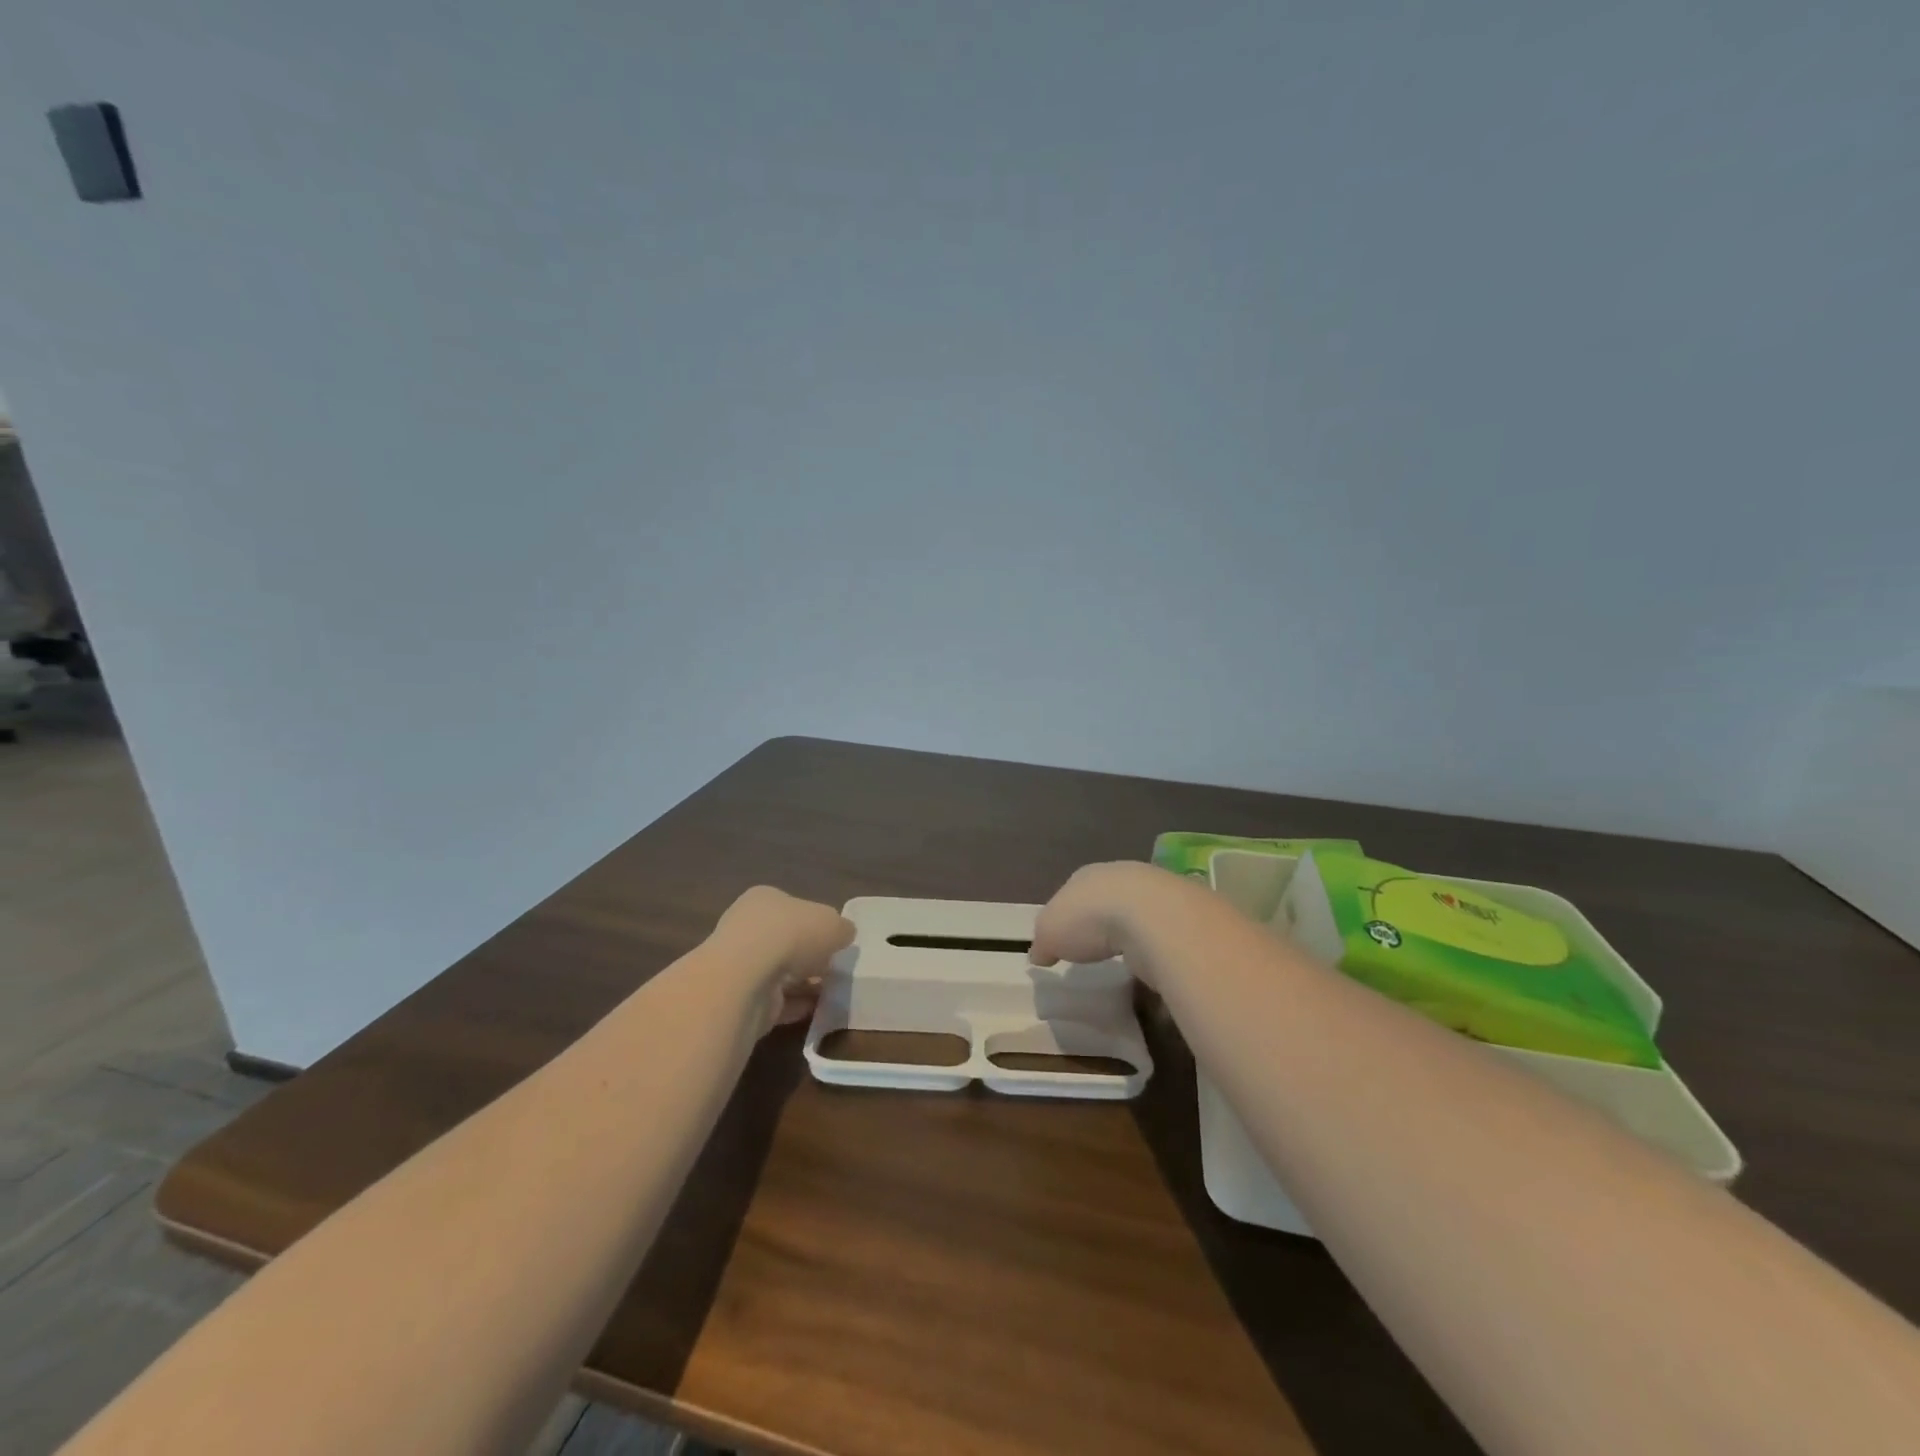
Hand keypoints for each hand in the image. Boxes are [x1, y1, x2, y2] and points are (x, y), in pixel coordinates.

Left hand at [712, 886, 854, 1030]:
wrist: (748, 978)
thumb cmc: (792, 935)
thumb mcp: (834, 923)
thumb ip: (841, 928)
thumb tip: (844, 934)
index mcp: (765, 899)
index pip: (793, 909)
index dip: (816, 924)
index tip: (835, 942)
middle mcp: (747, 928)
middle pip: (785, 941)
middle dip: (810, 956)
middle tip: (835, 968)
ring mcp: (740, 964)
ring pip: (780, 972)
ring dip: (804, 983)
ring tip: (832, 992)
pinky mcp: (740, 998)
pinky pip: (774, 1000)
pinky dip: (794, 1005)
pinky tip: (816, 1010)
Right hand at [1030, 861, 1174, 972]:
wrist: (1154, 916)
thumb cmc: (1091, 918)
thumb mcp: (1050, 932)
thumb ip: (1043, 942)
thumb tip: (1039, 953)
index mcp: (1087, 875)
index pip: (1074, 891)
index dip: (1068, 914)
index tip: (1066, 938)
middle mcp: (1123, 876)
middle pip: (1109, 900)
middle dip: (1104, 921)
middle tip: (1098, 949)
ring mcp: (1158, 893)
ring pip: (1140, 914)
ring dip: (1134, 934)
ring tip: (1128, 961)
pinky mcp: (1184, 916)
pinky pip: (1164, 935)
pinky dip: (1157, 949)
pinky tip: (1153, 966)